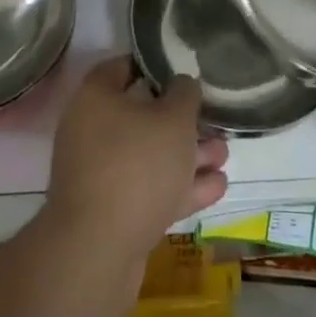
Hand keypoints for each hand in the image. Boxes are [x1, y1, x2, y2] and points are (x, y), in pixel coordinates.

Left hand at [43, 58, 229, 264]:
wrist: (98, 251)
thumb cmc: (136, 166)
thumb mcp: (173, 119)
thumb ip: (184, 94)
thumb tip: (182, 85)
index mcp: (96, 98)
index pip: (123, 67)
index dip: (154, 65)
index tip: (182, 69)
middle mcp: (92, 131)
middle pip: (142, 116)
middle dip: (182, 121)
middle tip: (213, 121)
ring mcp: (100, 175)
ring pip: (149, 156)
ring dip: (188, 156)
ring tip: (223, 156)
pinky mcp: (112, 213)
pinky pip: (149, 190)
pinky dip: (180, 187)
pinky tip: (216, 187)